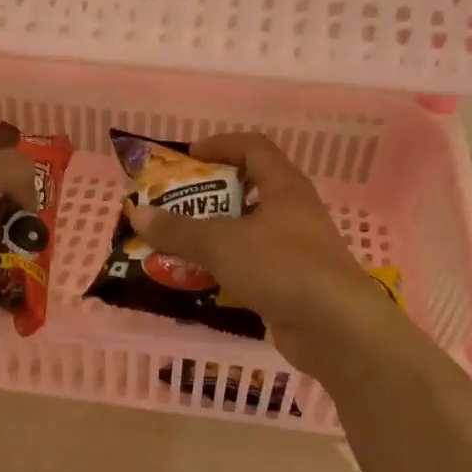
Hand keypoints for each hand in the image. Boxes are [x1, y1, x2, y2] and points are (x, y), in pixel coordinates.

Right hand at [126, 132, 392, 375]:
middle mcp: (294, 213)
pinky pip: (253, 268)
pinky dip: (227, 270)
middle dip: (210, 198)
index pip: (254, 148)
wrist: (334, 326)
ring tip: (179, 247)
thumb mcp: (221, 243)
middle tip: (175, 208)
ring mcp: (296, 251)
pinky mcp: (293, 284)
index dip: (221, 145)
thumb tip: (137, 213)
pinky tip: (203, 282)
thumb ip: (178, 230)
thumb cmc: (280, 266)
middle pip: (250, 192)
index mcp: (284, 187)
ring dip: (216, 238)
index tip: (188, 157)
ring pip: (249, 234)